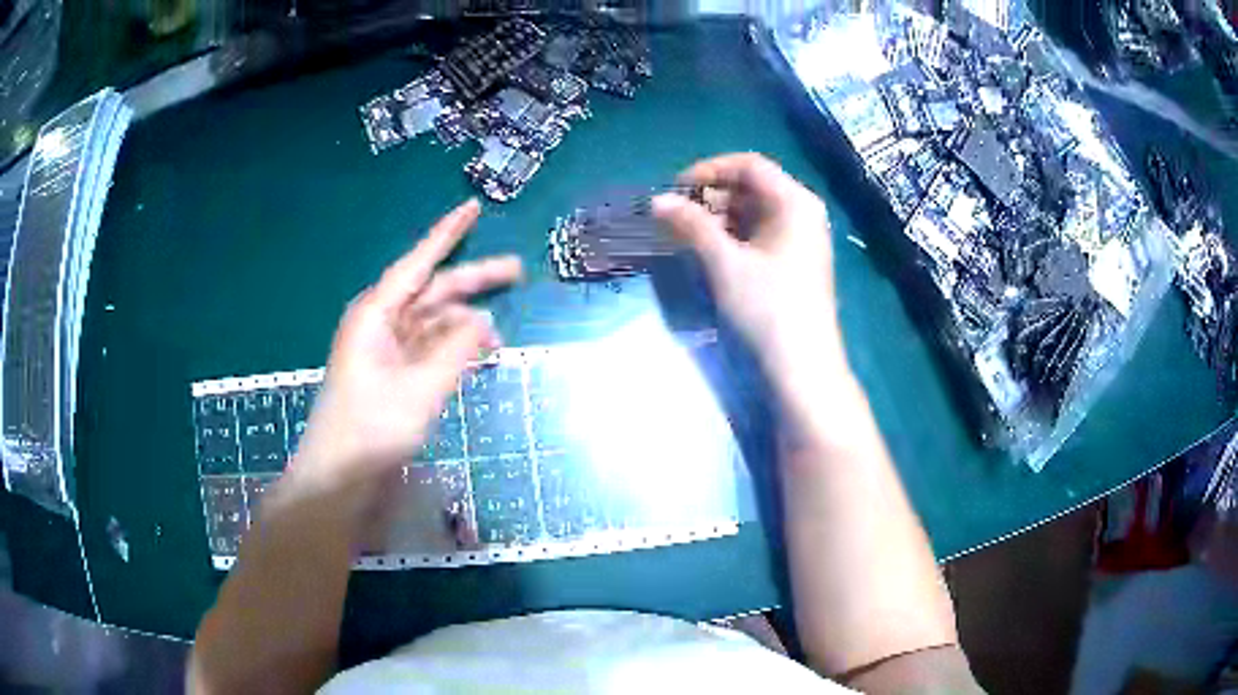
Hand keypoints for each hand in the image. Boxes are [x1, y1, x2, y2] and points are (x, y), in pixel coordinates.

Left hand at [293, 199, 522, 493]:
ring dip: (465, 326)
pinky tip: (476, 356)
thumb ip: (457, 350)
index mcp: (376, 313)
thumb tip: (485, 321)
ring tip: (500, 339)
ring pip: (433, 323)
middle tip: (517, 272)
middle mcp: (380, 323)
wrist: (340, 477)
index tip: (473, 207)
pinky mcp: (392, 374)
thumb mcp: (421, 388)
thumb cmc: (371, 428)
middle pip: (432, 291)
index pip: (418, 262)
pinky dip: (453, 349)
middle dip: (473, 281)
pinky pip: (428, 349)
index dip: (447, 233)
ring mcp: (386, 350)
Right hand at [653, 153, 841, 379]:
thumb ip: (691, 225)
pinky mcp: (794, 262)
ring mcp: (800, 239)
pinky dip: (732, 237)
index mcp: (795, 201)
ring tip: (685, 236)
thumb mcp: (725, 262)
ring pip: (753, 213)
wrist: (802, 368)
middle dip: (710, 197)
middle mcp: (802, 212)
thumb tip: (657, 201)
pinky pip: (759, 235)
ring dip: (717, 218)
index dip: (708, 170)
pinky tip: (708, 253)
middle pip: (751, 187)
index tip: (674, 190)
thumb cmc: (767, 308)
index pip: (748, 165)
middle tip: (675, 217)